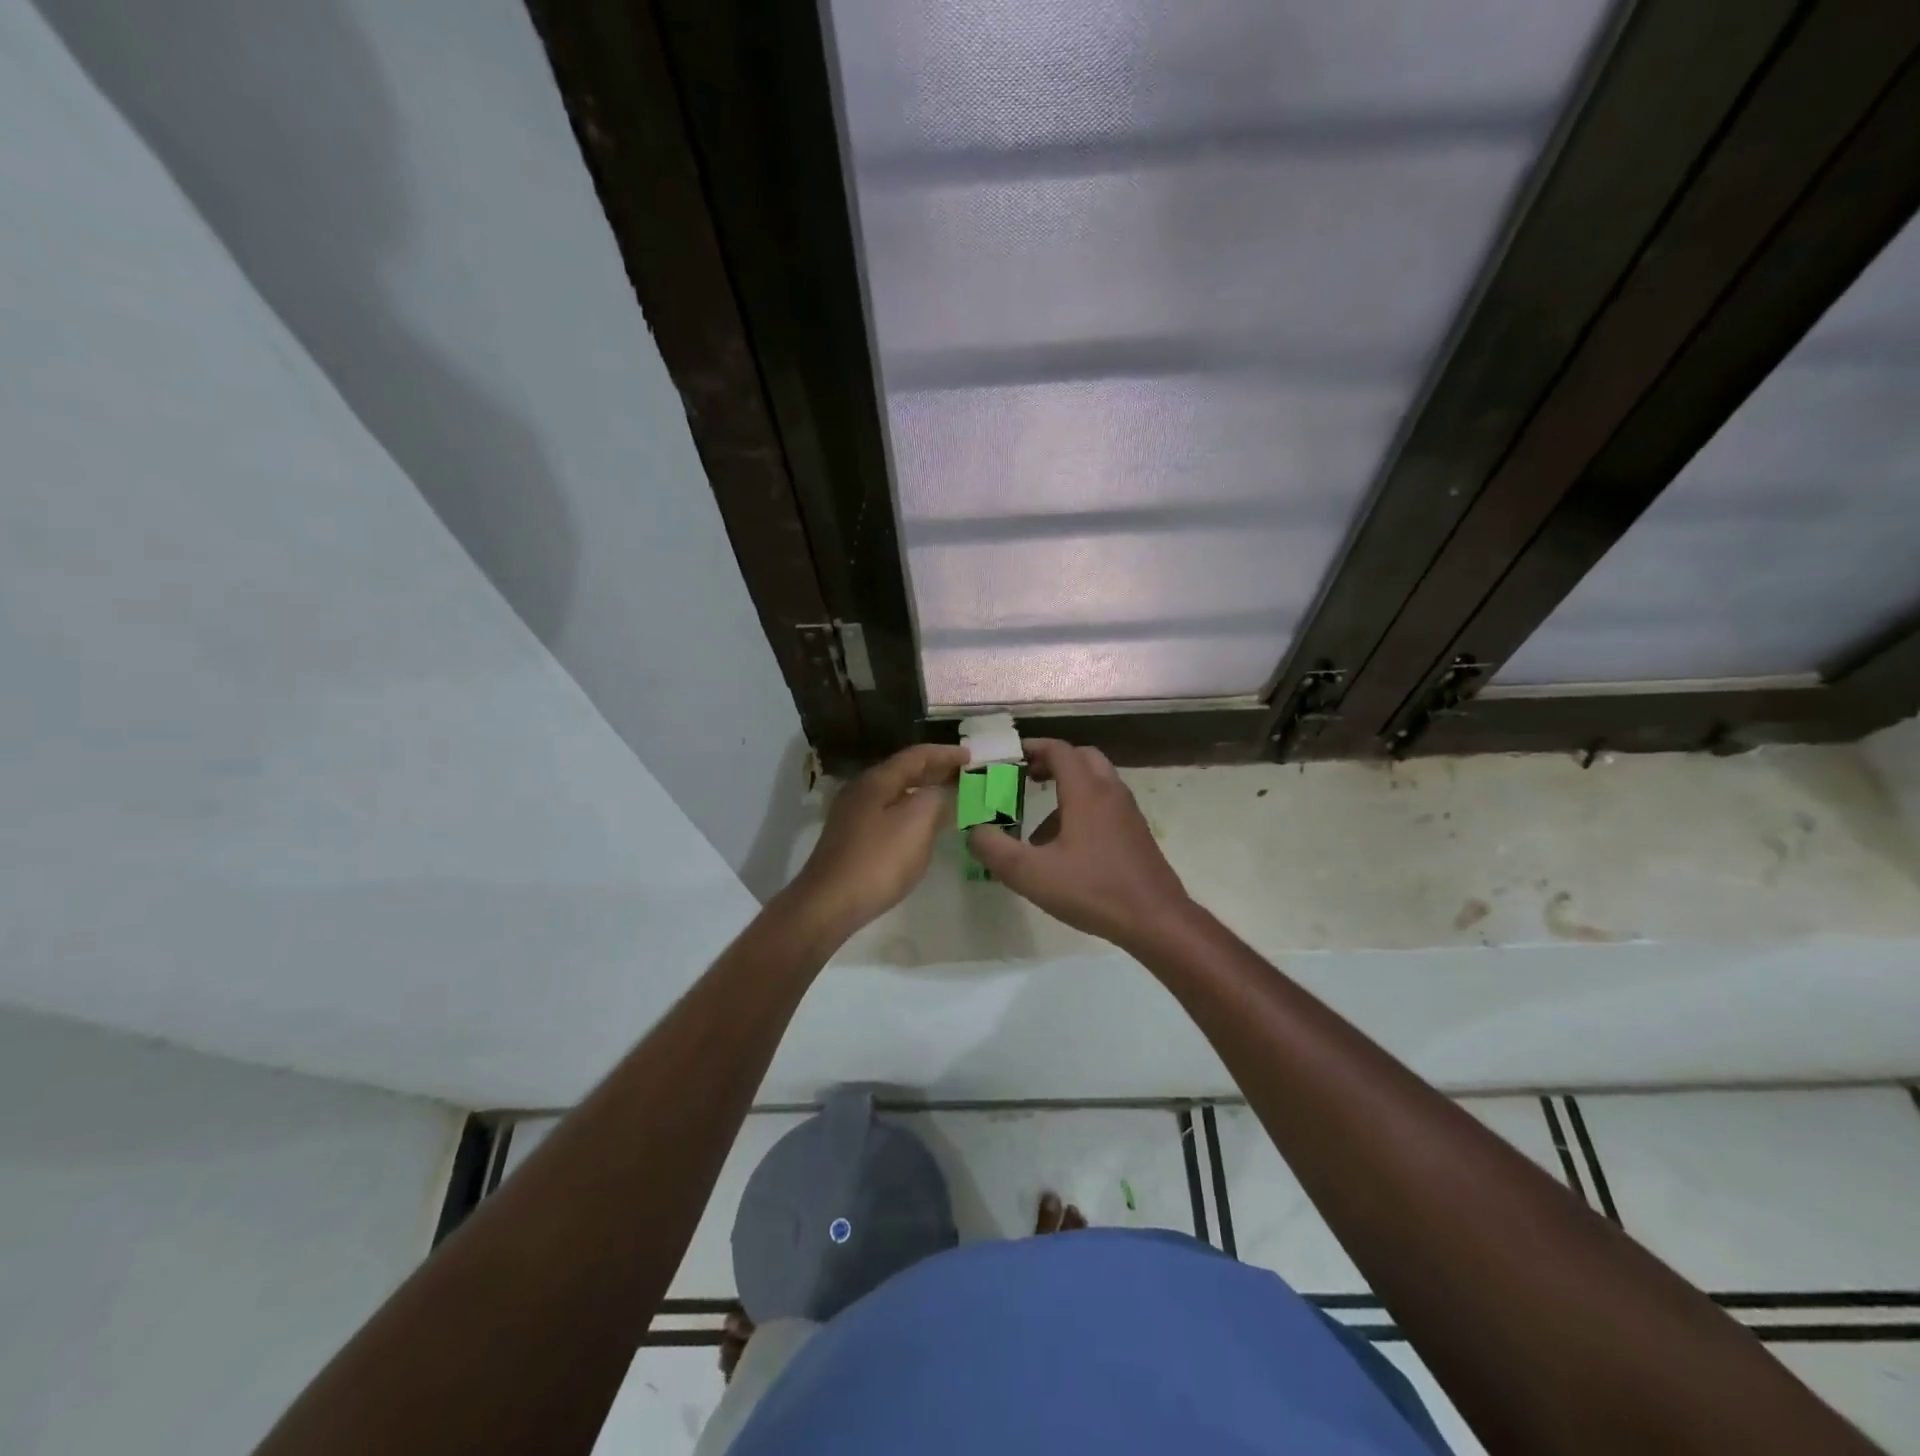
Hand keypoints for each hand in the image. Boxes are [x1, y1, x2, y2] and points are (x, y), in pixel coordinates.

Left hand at [788, 743, 970, 937]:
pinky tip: (923, 825)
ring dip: (924, 791)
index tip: (971, 757)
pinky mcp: (852, 838)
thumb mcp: (916, 825)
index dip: (946, 754)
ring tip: (950, 797)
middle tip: (965, 775)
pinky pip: (889, 813)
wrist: (828, 904)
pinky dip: (911, 811)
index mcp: (877, 780)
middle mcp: (862, 790)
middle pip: (904, 771)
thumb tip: (940, 794)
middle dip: (936, 771)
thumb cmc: (877, 861)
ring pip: (896, 793)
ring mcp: (853, 815)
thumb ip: (935, 801)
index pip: (917, 756)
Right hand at [967, 740, 1191, 949]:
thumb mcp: (1031, 874)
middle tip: (1026, 779)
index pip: (1058, 750)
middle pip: (1082, 758)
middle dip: (1052, 762)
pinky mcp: (1136, 833)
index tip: (1008, 757)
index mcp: (1086, 791)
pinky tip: (1066, 850)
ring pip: (1096, 783)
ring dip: (1067, 789)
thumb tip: (974, 831)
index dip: (1032, 747)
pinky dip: (1083, 809)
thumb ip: (995, 850)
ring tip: (1038, 827)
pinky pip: (1106, 806)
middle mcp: (1110, 792)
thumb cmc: (1093, 890)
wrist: (1156, 919)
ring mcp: (1128, 812)